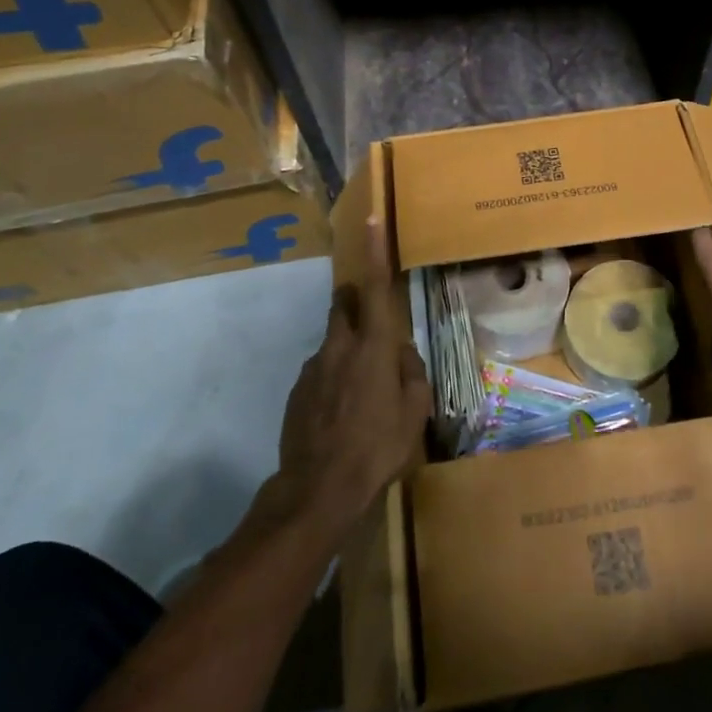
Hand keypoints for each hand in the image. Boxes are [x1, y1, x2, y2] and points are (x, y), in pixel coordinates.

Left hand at [275, 220, 431, 532]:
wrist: (318, 490)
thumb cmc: (377, 448)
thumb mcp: (414, 413)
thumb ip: (412, 375)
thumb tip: (402, 356)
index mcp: (373, 348)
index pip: (373, 288)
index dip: (375, 252)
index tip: (372, 221)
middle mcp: (339, 347)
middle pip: (343, 306)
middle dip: (356, 302)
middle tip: (375, 328)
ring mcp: (313, 368)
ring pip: (333, 342)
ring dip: (349, 351)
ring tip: (364, 394)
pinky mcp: (297, 391)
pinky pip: (321, 371)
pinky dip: (334, 379)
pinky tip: (344, 415)